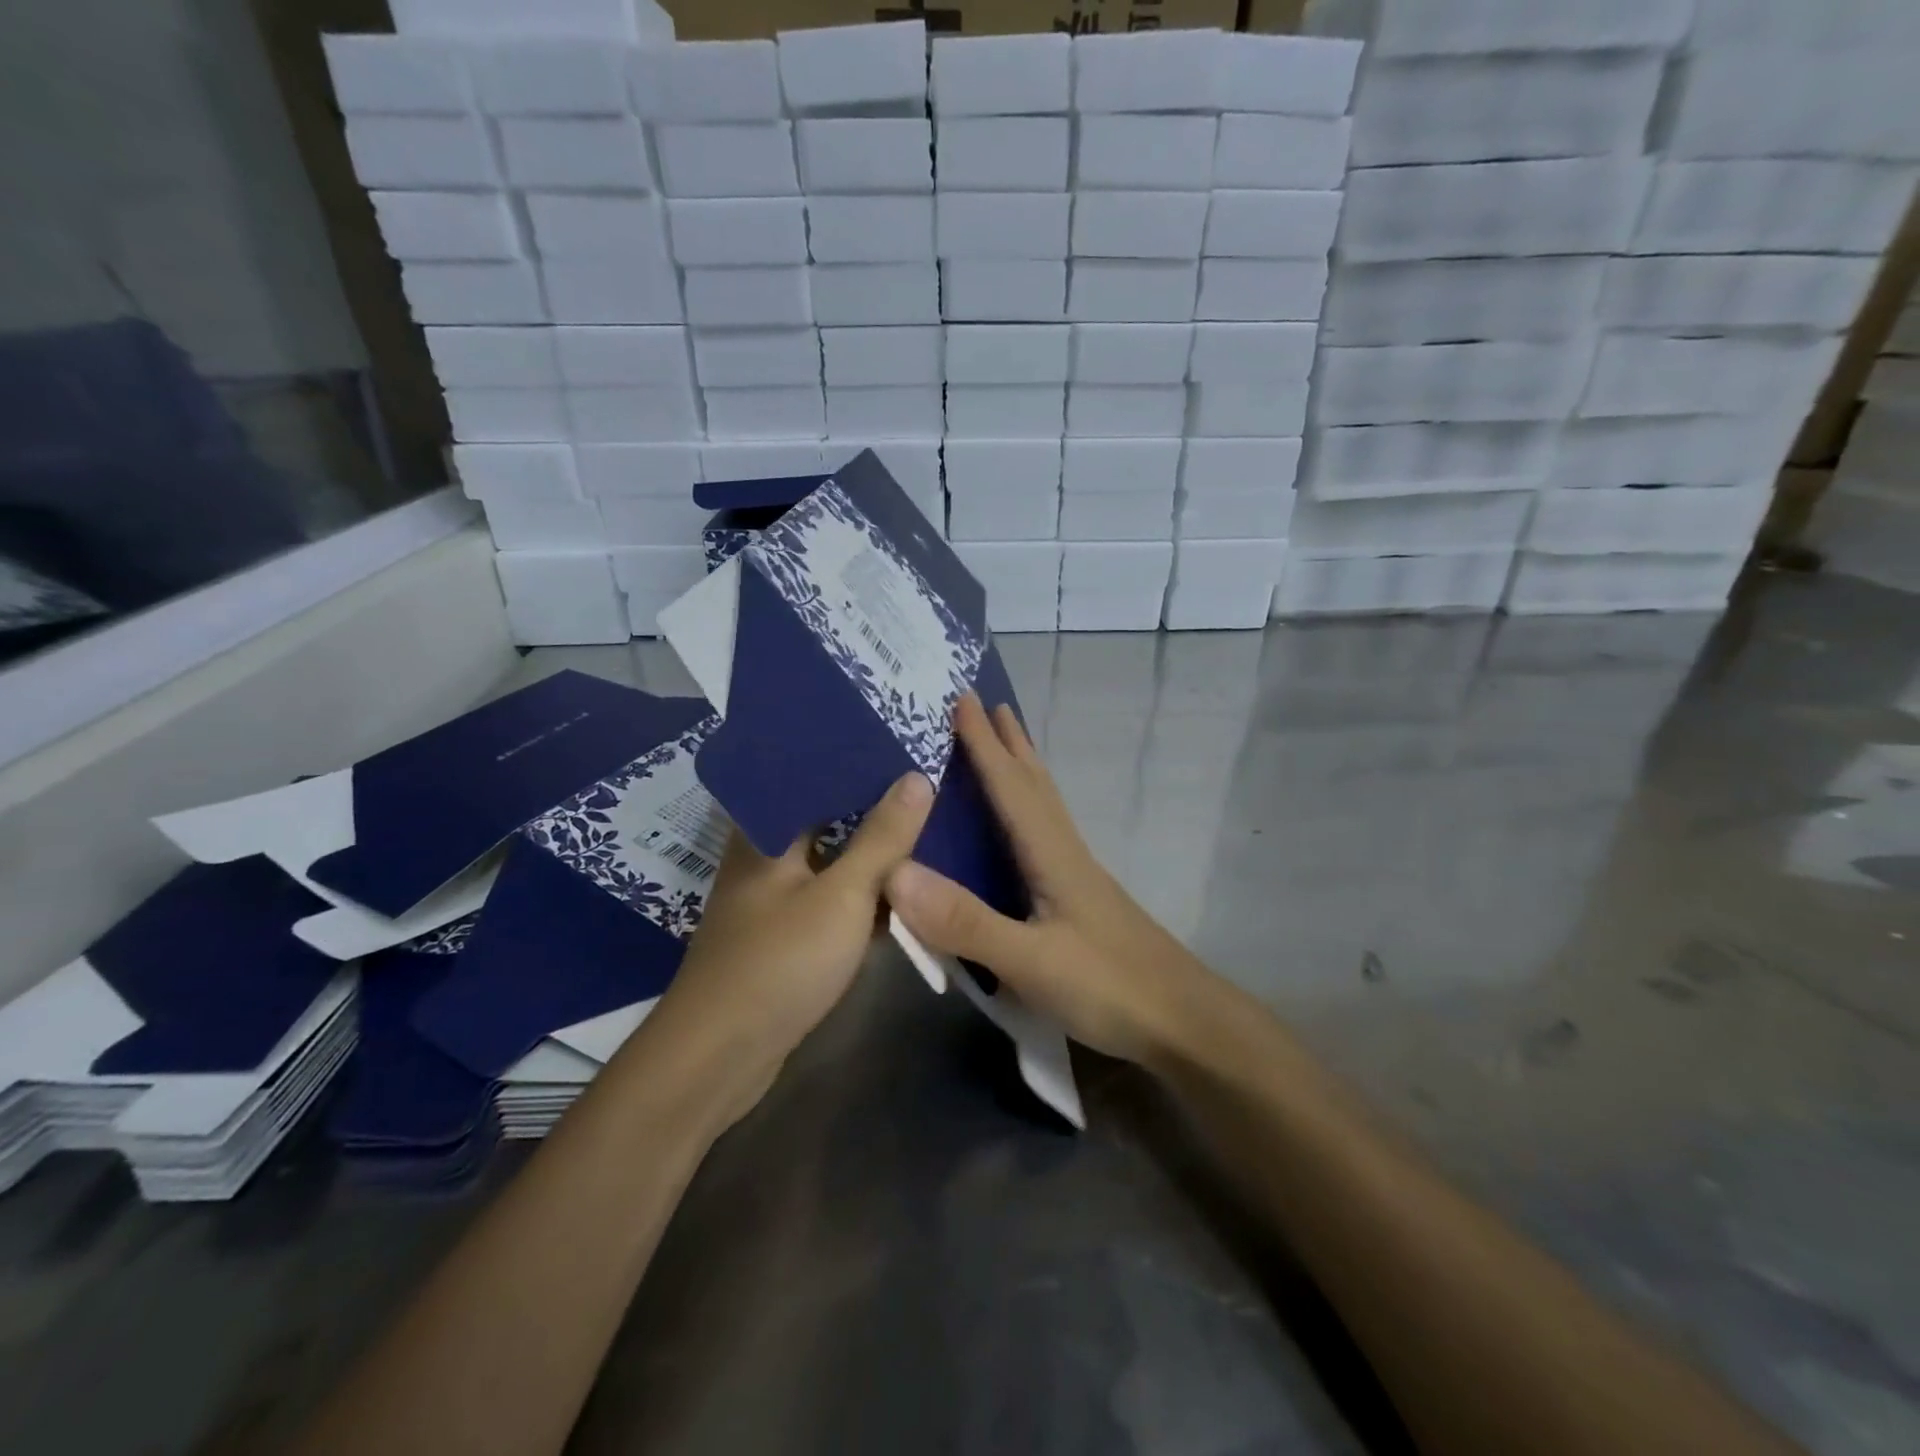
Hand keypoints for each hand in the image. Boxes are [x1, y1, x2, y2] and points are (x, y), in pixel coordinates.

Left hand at [647, 771, 933, 1119]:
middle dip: (873, 807)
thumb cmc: (780, 962)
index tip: (902, 747)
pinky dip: (862, 895)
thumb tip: (917, 777)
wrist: (720, 1057)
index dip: (855, 760)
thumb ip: (882, 837)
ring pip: (831, 862)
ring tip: (925, 831)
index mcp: (766, 832)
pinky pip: (831, 901)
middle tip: (927, 788)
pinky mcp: (785, 938)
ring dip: (871, 854)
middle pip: (825, 818)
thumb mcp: (843, 895)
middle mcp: (765, 858)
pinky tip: (900, 894)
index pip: (811, 775)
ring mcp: (774, 901)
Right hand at [885, 695, 1215, 1066]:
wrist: (1183, 1022)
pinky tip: (1021, 831)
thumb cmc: (1109, 987)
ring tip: (1004, 747)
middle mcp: (1065, 853)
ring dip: (1021, 769)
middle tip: (985, 704)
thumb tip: (896, 872)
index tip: (961, 697)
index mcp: (1050, 854)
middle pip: (1033, 784)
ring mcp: (1077, 877)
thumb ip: (965, 921)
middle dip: (1008, 742)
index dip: (982, 742)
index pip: (1009, 785)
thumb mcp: (1031, 961)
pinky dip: (1027, 809)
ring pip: (1044, 806)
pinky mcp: (1081, 901)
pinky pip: (1045, 835)